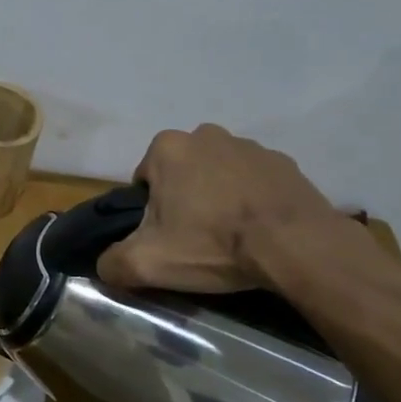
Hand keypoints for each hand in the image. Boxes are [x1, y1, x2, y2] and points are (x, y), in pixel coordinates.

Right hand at [97, 125, 350, 293]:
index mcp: (167, 148)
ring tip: (231, 237)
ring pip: (219, 175)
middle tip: (196, 239)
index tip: (167, 238)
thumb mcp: (148, 263)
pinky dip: (253, 201)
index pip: (144, 180)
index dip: (151, 213)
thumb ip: (112, 263)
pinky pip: (256, 182)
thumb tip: (104, 266)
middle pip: (181, 174)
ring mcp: (249, 146)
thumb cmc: (213, 244)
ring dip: (219, 198)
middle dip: (184, 200)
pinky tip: (260, 230)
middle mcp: (205, 135)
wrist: (296, 246)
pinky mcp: (285, 163)